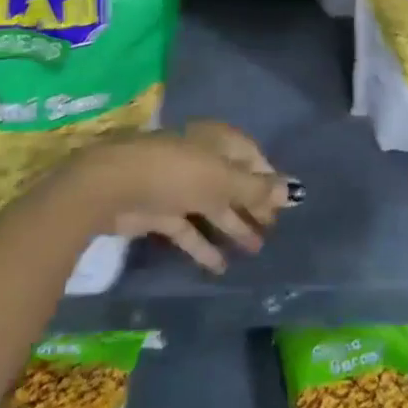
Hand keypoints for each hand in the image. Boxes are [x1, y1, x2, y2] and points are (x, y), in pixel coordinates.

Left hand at [70, 122, 294, 273]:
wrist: (115, 186)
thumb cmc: (178, 172)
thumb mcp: (224, 180)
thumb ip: (256, 189)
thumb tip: (292, 191)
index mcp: (218, 141)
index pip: (251, 156)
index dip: (267, 179)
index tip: (284, 204)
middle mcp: (201, 159)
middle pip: (233, 183)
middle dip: (252, 205)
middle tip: (272, 230)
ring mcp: (179, 186)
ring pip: (213, 206)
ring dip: (232, 226)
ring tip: (255, 250)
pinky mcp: (160, 212)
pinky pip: (189, 228)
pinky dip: (203, 245)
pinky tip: (220, 266)